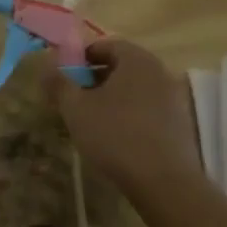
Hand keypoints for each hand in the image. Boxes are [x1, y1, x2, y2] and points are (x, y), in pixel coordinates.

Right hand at [44, 38, 207, 197]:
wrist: (164, 182)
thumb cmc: (116, 136)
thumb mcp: (76, 109)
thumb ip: (59, 84)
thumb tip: (46, 66)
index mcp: (136, 59)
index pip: (106, 44)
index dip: (82, 57)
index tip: (65, 77)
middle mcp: (159, 70)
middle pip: (122, 66)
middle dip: (95, 78)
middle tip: (75, 99)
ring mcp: (173, 97)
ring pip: (135, 88)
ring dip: (113, 98)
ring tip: (93, 120)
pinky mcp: (180, 122)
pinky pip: (148, 108)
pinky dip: (130, 114)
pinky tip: (117, 137)